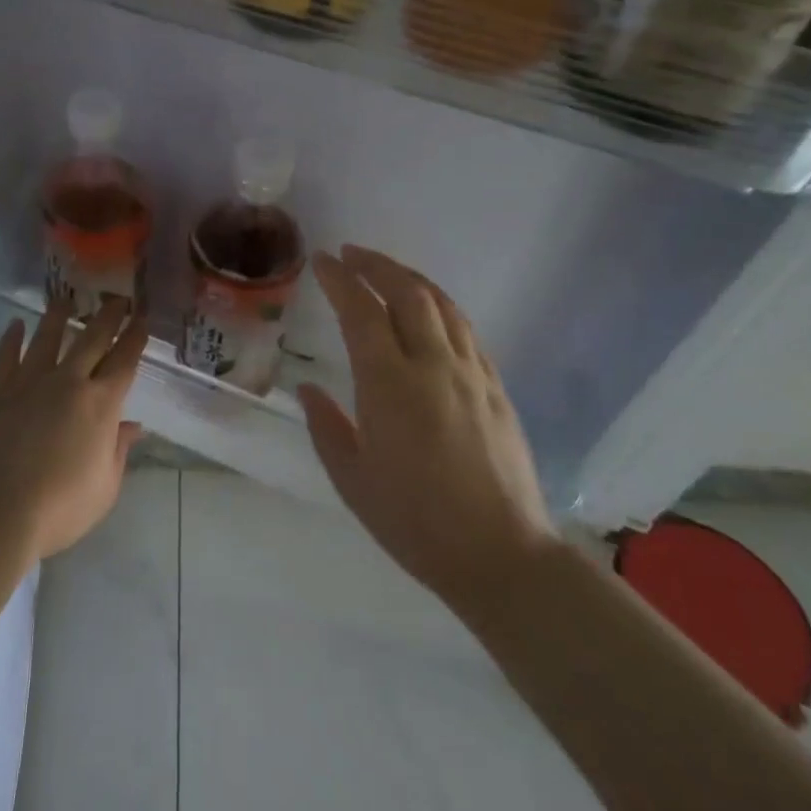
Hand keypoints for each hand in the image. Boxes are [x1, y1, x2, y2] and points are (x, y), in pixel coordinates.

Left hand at [0, 295, 146, 565]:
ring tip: (65, 298)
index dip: (135, 338)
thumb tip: (133, 426)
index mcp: (100, 405)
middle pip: (91, 340)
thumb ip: (119, 451)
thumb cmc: (61, 507)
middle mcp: (68, 383)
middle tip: (117, 298)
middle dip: (107, 317)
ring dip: (58, 317)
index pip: (124, 362)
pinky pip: (6, 358)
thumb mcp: (105, 487)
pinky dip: (11, 340)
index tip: (142, 318)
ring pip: (47, 339)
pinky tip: (16, 325)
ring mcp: (30, 384)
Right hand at [298, 246, 557, 605]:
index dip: (340, 280)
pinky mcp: (497, 388)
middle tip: (351, 254)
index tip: (322, 260)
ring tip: (387, 271)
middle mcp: (432, 365)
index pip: (361, 311)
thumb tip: (309, 389)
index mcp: (389, 385)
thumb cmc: (416, 522)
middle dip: (376, 265)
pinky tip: (432, 311)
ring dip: (410, 278)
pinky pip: (466, 330)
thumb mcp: (353, 481)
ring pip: (442, 305)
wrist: (502, 556)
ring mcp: (471, 374)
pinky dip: (442, 307)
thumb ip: (327, 427)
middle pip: (407, 293)